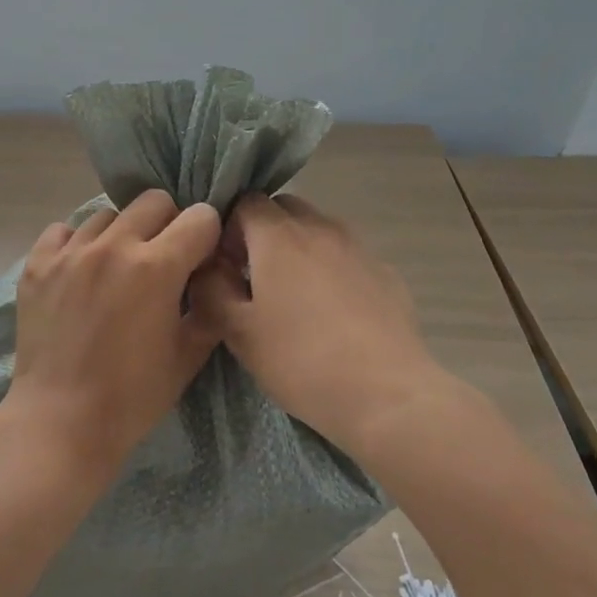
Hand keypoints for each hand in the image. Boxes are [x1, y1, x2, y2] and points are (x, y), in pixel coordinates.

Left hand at [7, 189, 222, 476]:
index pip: (199, 218)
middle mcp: (112, 246)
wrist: (60, 421)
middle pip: (154, 201)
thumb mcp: (188, 356)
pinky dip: (77, 243)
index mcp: (155, 267)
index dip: (207, 236)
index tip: (201, 257)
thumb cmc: (132, 396)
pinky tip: (80, 272)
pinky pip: (63, 231)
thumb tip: (214, 274)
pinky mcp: (36, 263)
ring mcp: (69, 252)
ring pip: (107, 214)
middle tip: (162, 259)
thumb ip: (209, 306)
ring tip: (117, 268)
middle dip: (168, 223)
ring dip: (121, 233)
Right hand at [191, 194, 449, 451]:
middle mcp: (320, 228)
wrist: (388, 396)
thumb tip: (208, 266)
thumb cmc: (301, 360)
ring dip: (299, 249)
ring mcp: (359, 248)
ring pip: (318, 230)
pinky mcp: (387, 274)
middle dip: (264, 232)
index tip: (226, 264)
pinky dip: (332, 270)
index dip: (229, 227)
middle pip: (284, 208)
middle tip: (254, 277)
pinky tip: (333, 315)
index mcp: (278, 235)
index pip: (246, 201)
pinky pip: (347, 257)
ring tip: (294, 297)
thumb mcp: (237, 332)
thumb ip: (211, 289)